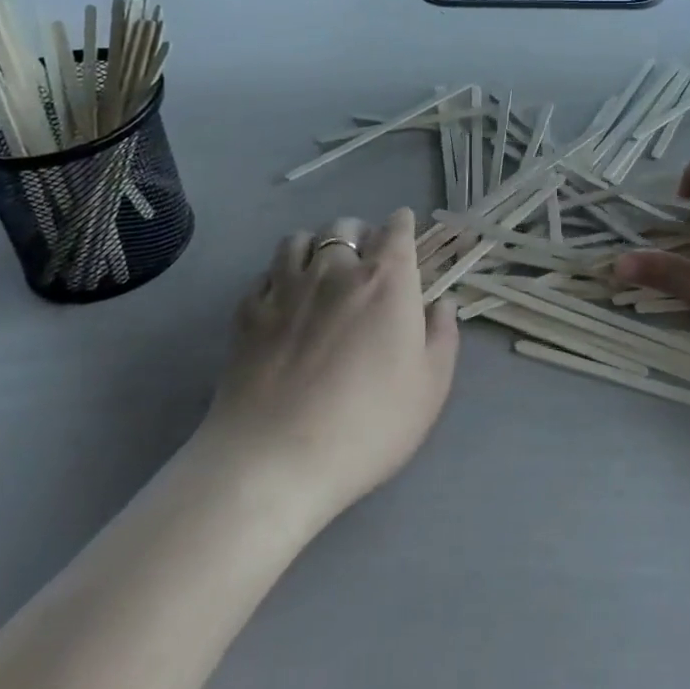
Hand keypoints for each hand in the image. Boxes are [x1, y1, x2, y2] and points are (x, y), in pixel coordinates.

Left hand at [205, 209, 458, 524]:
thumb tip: (441, 304)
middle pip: (346, 227)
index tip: (404, 236)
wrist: (274, 461)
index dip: (403, 227)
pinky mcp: (248, 313)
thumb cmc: (368, 425)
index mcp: (386, 279)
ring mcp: (286, 288)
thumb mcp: (430, 387)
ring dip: (315, 247)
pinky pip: (264, 275)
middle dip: (360, 235)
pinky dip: (278, 278)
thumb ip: (441, 336)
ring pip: (299, 240)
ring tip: (320, 271)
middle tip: (365, 262)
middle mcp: (336, 269)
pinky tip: (282, 300)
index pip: (397, 229)